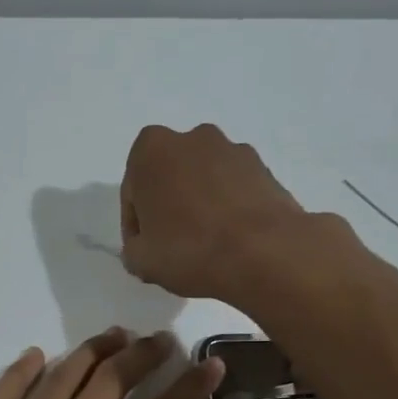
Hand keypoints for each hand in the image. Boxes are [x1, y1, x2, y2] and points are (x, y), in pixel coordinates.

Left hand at [0, 329, 237, 398]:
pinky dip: (20, 373)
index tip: (209, 363)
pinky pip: (5, 396)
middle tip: (159, 339)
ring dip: (91, 352)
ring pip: (63, 378)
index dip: (191, 386)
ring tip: (112, 335)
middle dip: (142, 355)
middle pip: (113, 381)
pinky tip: (34, 356)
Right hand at [120, 124, 311, 300]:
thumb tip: (145, 246)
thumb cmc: (189, 249)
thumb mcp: (140, 260)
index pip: (133, 191)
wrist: (264, 253)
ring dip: (200, 204)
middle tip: (172, 244)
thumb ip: (133, 248)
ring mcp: (233, 150)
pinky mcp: (265, 169)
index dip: (135, 224)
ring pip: (204, 180)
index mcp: (152, 149)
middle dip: (169, 205)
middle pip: (170, 176)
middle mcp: (193, 138)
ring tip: (206, 244)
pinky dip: (229, 208)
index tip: (145, 249)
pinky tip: (231, 240)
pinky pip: (234, 189)